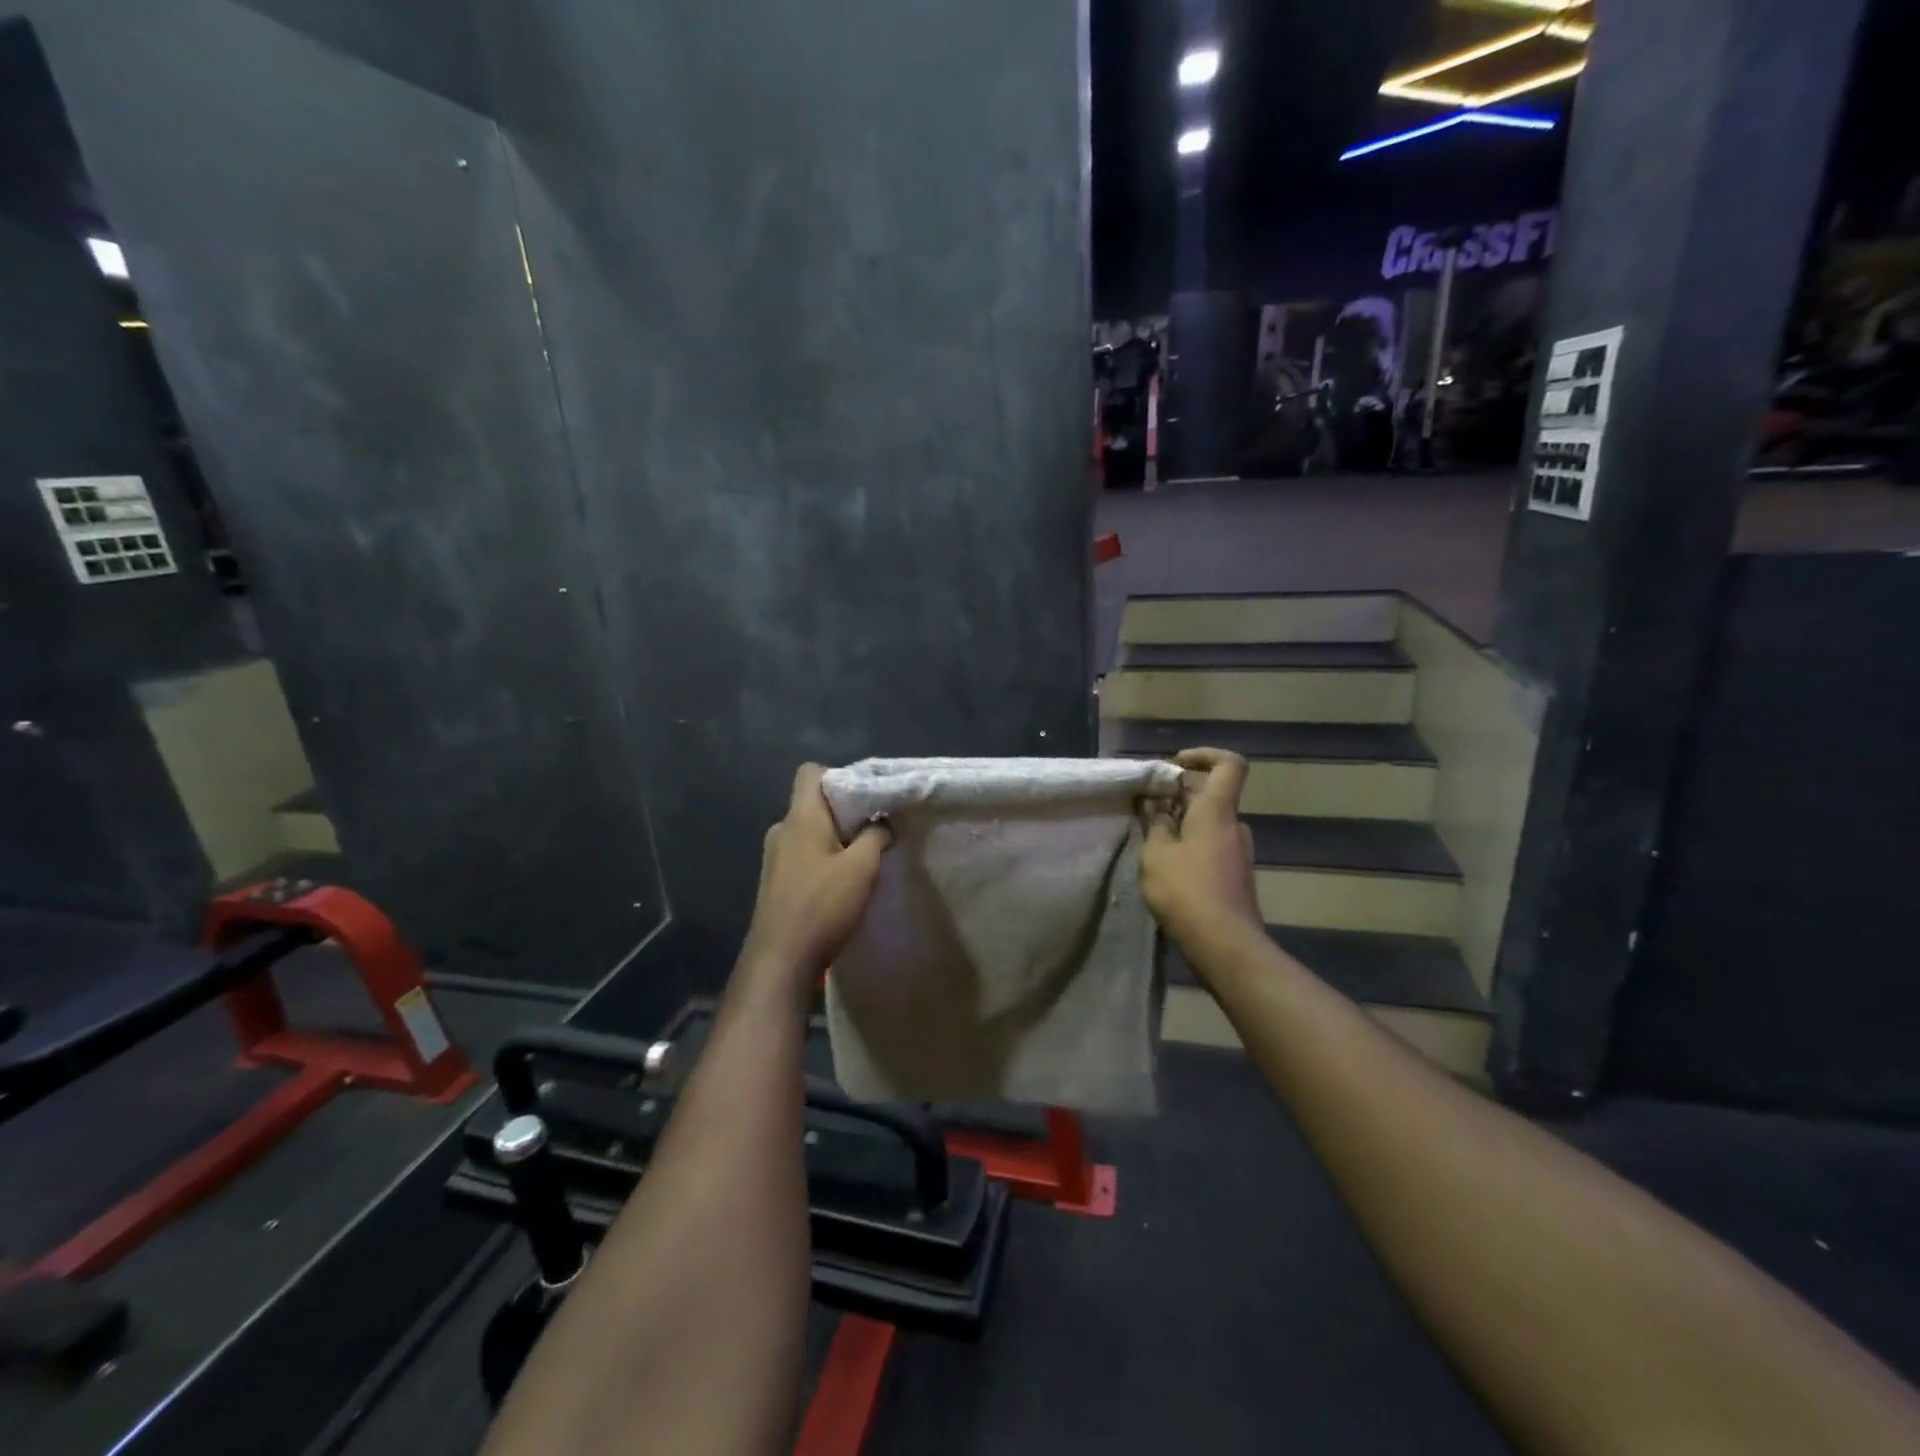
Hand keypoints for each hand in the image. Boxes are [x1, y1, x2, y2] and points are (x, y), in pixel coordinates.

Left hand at [740, 764, 890, 997]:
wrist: (780, 960)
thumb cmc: (823, 906)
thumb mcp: (862, 868)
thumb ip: (876, 836)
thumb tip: (882, 823)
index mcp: (800, 818)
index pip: (811, 772)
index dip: (839, 776)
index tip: (865, 799)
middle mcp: (782, 830)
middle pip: (813, 803)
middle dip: (844, 812)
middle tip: (874, 831)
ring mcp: (774, 857)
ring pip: (809, 832)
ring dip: (835, 840)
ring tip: (861, 861)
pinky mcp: (775, 882)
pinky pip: (802, 855)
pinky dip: (822, 860)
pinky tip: (840, 885)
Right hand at [1140, 748, 1265, 963]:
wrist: (1225, 944)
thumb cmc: (1187, 891)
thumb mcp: (1156, 854)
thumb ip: (1156, 826)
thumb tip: (1160, 811)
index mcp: (1217, 811)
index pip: (1229, 764)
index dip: (1204, 755)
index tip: (1175, 764)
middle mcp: (1234, 826)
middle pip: (1211, 795)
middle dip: (1179, 795)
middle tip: (1147, 808)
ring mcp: (1238, 853)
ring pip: (1209, 824)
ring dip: (1182, 824)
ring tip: (1151, 841)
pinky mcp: (1236, 877)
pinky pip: (1211, 847)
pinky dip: (1190, 847)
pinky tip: (1167, 869)